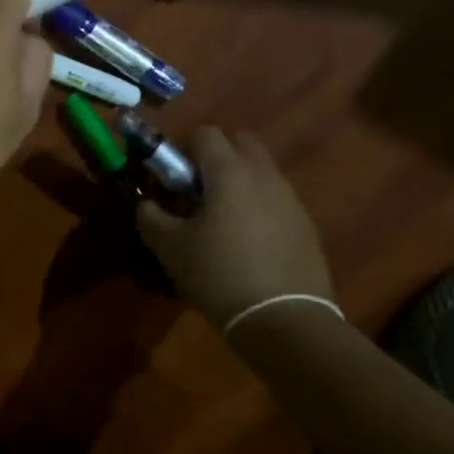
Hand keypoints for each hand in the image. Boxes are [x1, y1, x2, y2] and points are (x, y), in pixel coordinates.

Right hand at [136, 128, 332, 329]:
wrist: (284, 320)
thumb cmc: (218, 274)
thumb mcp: (170, 248)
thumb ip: (151, 217)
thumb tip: (147, 204)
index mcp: (229, 171)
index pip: (204, 133)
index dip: (182, 149)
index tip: (171, 178)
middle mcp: (264, 175)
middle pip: (239, 143)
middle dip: (216, 157)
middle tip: (197, 192)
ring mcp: (290, 199)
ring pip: (260, 172)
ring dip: (238, 183)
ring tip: (221, 223)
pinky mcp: (306, 225)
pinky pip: (276, 201)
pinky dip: (258, 208)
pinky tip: (248, 245)